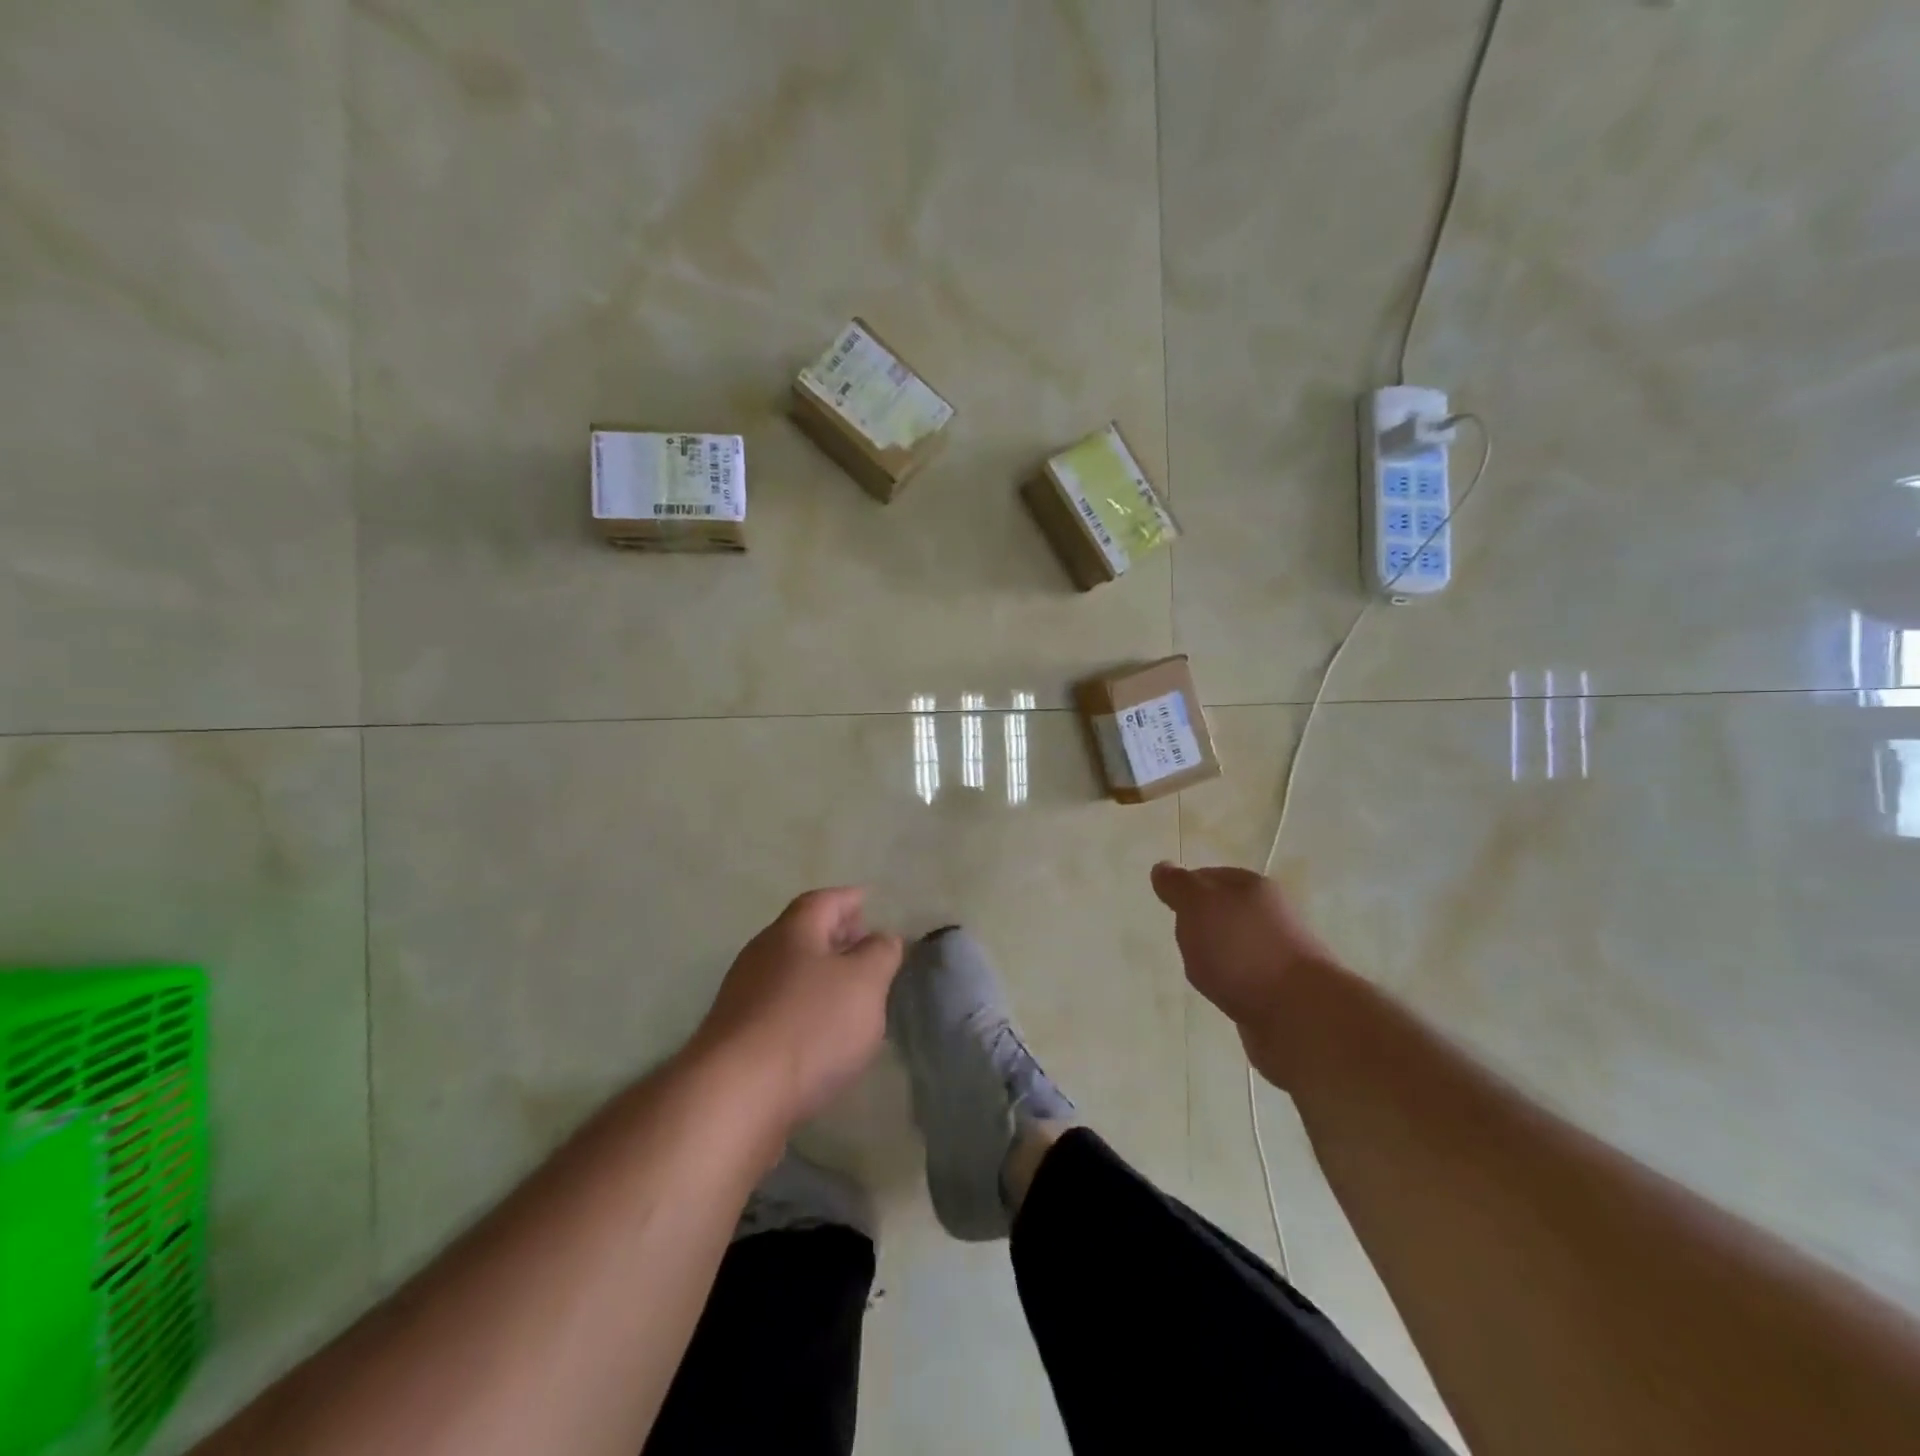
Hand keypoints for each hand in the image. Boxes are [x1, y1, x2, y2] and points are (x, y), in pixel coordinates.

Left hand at [692, 887, 904, 1126]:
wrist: (735, 1096)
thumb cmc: (810, 1025)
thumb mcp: (865, 982)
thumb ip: (880, 953)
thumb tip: (882, 937)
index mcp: (792, 931)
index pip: (823, 900)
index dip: (848, 899)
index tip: (869, 901)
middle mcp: (762, 954)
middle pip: (802, 933)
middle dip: (835, 936)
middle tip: (864, 946)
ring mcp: (743, 996)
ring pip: (789, 972)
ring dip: (819, 975)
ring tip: (850, 993)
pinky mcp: (736, 1037)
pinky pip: (778, 1007)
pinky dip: (803, 1007)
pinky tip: (820, 1032)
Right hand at [1150, 863, 1337, 1083]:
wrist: (1300, 1015)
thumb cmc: (1242, 950)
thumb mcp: (1198, 905)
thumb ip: (1178, 886)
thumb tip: (1162, 867)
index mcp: (1252, 886)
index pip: (1207, 876)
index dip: (1184, 891)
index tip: (1170, 911)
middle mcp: (1269, 913)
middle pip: (1221, 912)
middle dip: (1199, 927)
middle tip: (1184, 943)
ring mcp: (1278, 952)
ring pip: (1233, 946)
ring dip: (1215, 957)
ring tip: (1203, 973)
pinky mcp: (1281, 988)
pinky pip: (1244, 977)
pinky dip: (1230, 983)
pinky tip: (1224, 994)